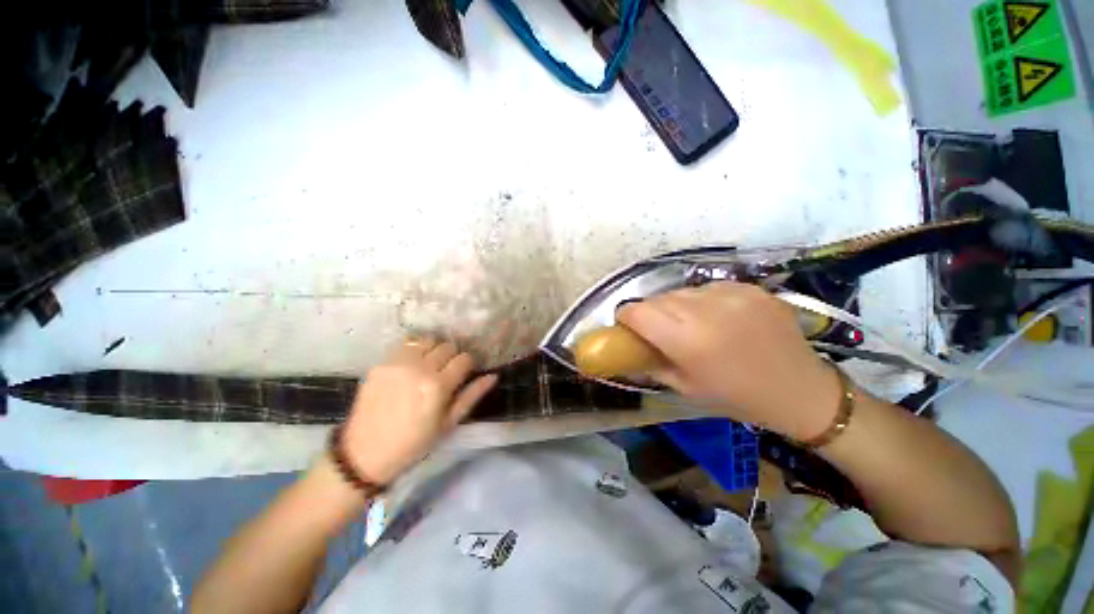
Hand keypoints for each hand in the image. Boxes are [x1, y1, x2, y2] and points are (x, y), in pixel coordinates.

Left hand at [340, 338, 497, 484]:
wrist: (364, 453)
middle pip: (447, 346)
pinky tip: (411, 365)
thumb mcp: (448, 424)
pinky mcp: (381, 363)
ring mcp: (397, 363)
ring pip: (427, 340)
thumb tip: (493, 376)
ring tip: (428, 365)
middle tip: (446, 371)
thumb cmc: (414, 443)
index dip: (468, 365)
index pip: (464, 358)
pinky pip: (405, 344)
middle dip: (452, 356)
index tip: (464, 374)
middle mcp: (419, 368)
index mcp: (438, 386)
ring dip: (433, 349)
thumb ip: (472, 396)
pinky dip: (414, 350)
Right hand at [617, 282, 840, 440]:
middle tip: (660, 330)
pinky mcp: (749, 287)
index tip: (628, 326)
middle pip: (657, 299)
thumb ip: (651, 364)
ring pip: (681, 291)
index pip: (637, 312)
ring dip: (676, 305)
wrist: (801, 390)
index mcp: (686, 340)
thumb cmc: (737, 397)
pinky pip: (708, 287)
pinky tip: (718, 317)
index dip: (626, 317)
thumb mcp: (685, 388)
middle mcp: (705, 310)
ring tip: (691, 323)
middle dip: (650, 312)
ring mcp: (730, 294)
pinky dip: (703, 300)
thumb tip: (629, 351)